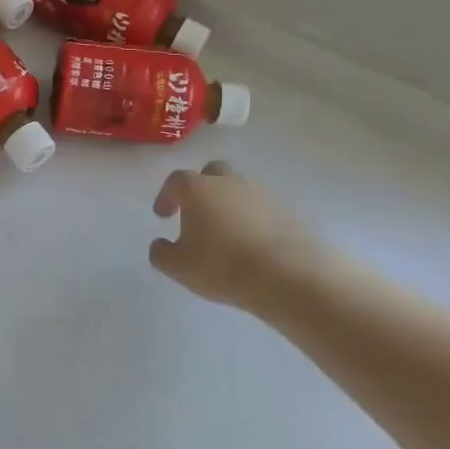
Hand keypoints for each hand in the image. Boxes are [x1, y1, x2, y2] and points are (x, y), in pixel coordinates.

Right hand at [149, 161, 331, 316]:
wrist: (289, 276)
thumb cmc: (222, 266)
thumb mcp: (178, 267)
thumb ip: (161, 253)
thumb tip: (161, 244)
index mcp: (198, 189)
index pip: (176, 180)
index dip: (167, 195)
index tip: (163, 216)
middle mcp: (230, 183)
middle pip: (212, 172)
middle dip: (201, 188)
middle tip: (196, 214)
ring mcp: (263, 195)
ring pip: (239, 191)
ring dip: (229, 206)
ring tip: (225, 236)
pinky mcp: (288, 213)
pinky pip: (262, 210)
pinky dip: (253, 221)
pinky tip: (251, 246)